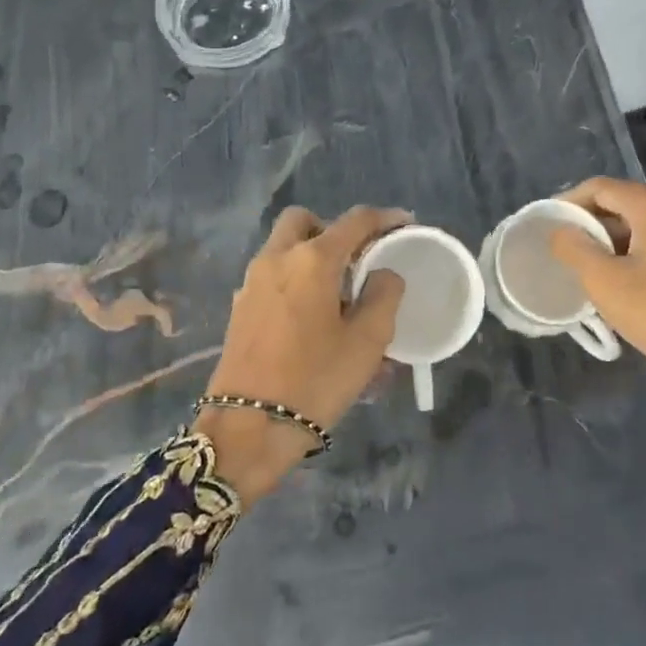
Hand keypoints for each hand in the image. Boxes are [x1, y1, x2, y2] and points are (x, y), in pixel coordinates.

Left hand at [197, 206, 407, 498]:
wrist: (248, 427)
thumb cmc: (316, 379)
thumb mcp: (368, 340)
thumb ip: (384, 295)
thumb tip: (383, 274)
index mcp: (312, 260)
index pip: (355, 221)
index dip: (385, 218)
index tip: (405, 224)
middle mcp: (277, 259)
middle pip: (305, 221)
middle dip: (333, 230)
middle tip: (357, 259)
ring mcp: (252, 283)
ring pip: (284, 248)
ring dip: (312, 256)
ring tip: (339, 294)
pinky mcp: (240, 309)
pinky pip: (273, 277)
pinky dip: (295, 280)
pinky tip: (313, 318)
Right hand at [548, 178, 645, 397]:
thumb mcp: (603, 281)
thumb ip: (574, 247)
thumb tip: (561, 230)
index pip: (601, 188)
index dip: (569, 202)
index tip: (548, 224)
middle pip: (626, 203)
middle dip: (593, 223)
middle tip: (567, 250)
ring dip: (617, 240)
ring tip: (593, 269)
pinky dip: (642, 252)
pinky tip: (630, 281)